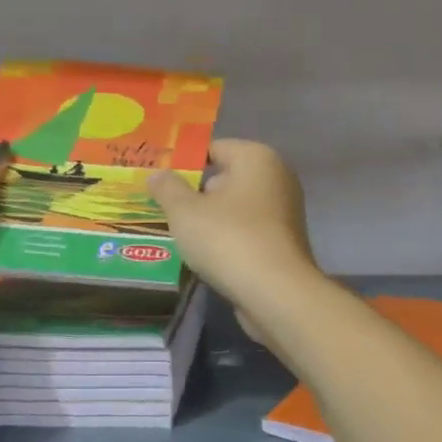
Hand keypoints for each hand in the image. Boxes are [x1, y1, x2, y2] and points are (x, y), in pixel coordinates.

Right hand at [148, 140, 317, 322]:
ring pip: (235, 208)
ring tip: (177, 233)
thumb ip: (167, 188)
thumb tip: (157, 173)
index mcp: (257, 158)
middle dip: (195, 193)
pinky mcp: (283, 243)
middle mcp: (277, 178)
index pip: (213, 148)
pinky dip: (227, 239)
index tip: (158, 180)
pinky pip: (246, 232)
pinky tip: (203, 255)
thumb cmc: (228, 239)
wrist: (276, 293)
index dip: (183, 162)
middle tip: (162, 207)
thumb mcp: (185, 211)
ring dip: (210, 219)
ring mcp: (284, 212)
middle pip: (225, 178)